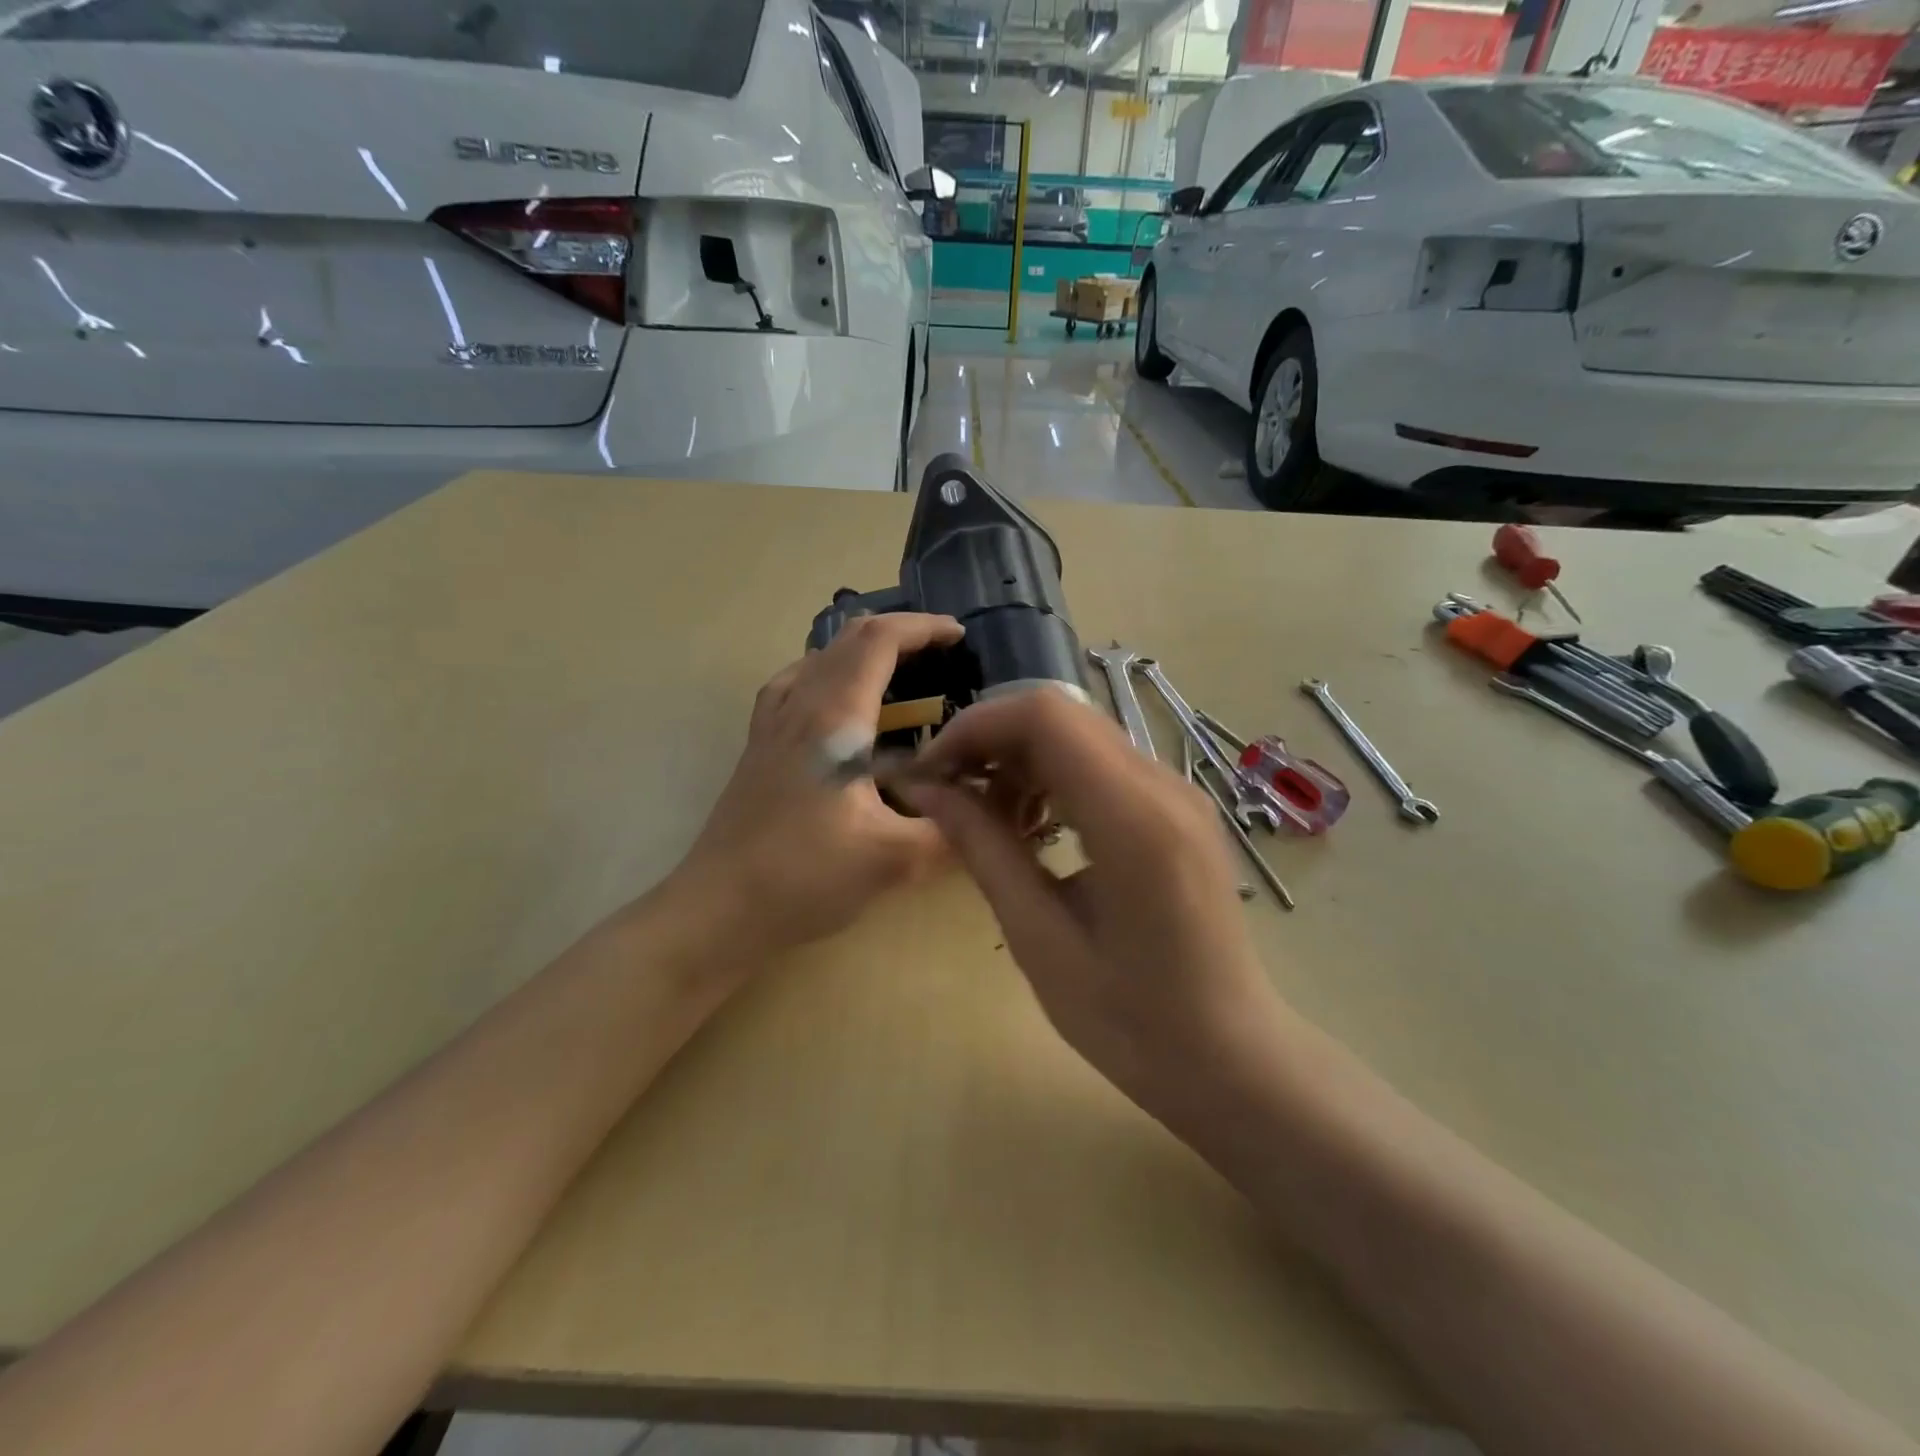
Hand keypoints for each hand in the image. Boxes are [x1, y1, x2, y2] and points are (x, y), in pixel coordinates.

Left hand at [670, 613, 964, 958]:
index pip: (878, 641)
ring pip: (817, 660)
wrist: (716, 909)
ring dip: (862, 653)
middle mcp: (798, 707)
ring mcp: (770, 726)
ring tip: (898, 676)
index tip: (959, 637)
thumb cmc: (803, 877)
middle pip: (847, 640)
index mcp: (832, 717)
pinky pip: (793, 687)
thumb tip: (991, 812)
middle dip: (899, 635)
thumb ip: (950, 831)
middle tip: (941, 657)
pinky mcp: (758, 749)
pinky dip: (827, 677)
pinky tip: (838, 710)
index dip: (922, 628)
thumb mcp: (892, 860)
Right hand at [900, 690, 1281, 1109]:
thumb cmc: (1131, 1021)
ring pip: (1080, 735)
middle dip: (992, 741)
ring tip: (988, 819)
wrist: (1232, 1058)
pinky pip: (1104, 764)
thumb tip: (927, 791)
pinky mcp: (1178, 808)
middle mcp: (1164, 785)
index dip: (975, 727)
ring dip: (1021, 759)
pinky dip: (1054, 777)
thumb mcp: (1039, 939)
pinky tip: (1034, 827)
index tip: (931, 772)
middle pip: (1061, 716)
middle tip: (949, 795)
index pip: (1045, 717)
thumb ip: (984, 850)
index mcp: (1134, 819)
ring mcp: (1178, 792)